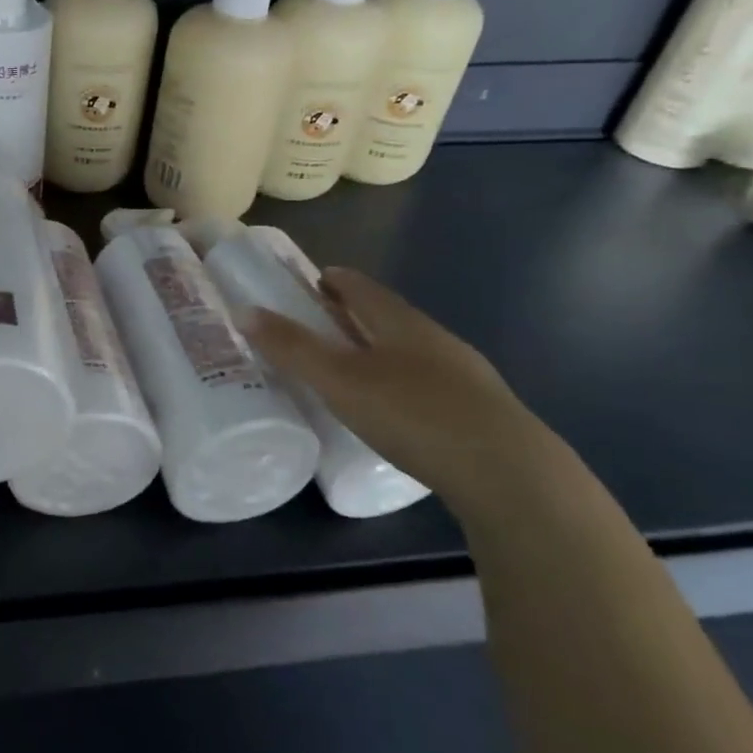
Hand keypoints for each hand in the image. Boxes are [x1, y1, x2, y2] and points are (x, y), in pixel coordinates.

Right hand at [241, 267, 561, 515]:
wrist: (507, 473)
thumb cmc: (413, 413)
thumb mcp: (339, 381)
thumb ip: (292, 347)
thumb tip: (244, 311)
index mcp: (400, 322)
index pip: (363, 288)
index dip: (336, 280)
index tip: (316, 279)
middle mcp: (434, 339)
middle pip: (388, 315)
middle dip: (355, 313)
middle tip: (324, 319)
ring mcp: (463, 375)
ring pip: (411, 349)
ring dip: (380, 348)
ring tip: (355, 363)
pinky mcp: (479, 412)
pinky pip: (429, 381)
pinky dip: (403, 380)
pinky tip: (397, 405)